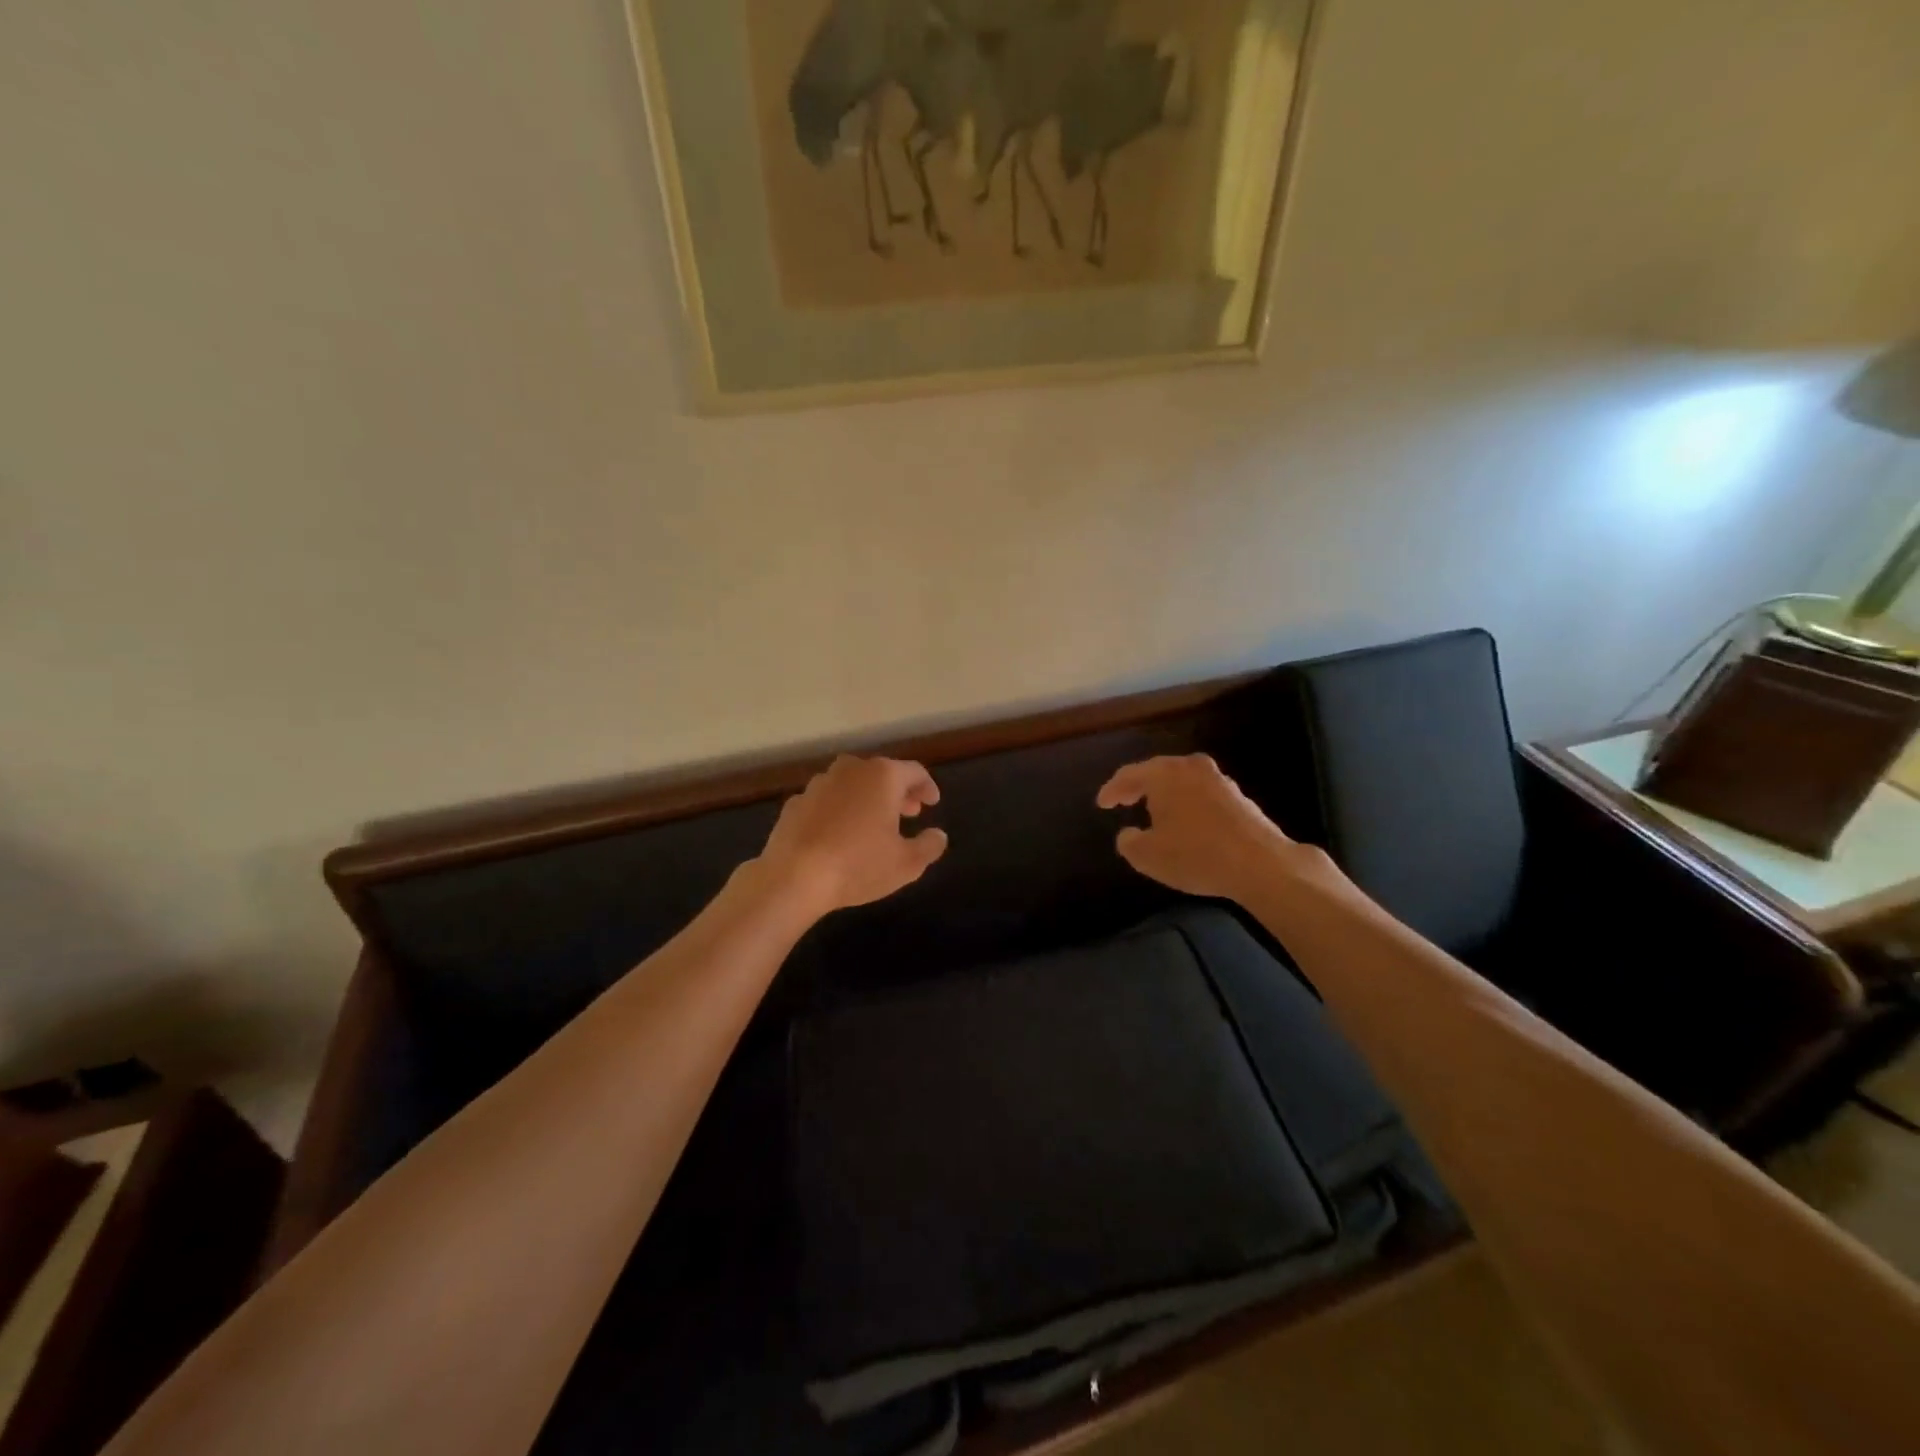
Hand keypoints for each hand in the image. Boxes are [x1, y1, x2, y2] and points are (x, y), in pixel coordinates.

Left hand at [758, 756, 948, 915]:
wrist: (793, 877)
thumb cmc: (858, 865)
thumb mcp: (906, 863)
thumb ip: (929, 846)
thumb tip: (938, 836)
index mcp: (882, 776)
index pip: (914, 771)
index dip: (927, 786)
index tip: (933, 802)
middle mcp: (851, 770)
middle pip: (882, 773)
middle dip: (898, 792)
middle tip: (909, 812)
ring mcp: (819, 784)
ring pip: (852, 783)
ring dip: (867, 798)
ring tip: (874, 822)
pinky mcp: (795, 802)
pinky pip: (827, 800)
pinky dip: (839, 809)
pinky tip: (840, 832)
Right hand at [1096, 754, 1322, 903]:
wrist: (1261, 864)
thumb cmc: (1195, 855)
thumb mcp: (1147, 856)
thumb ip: (1129, 842)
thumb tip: (1128, 834)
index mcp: (1165, 773)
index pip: (1129, 775)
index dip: (1111, 790)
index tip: (1101, 804)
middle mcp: (1191, 767)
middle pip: (1157, 772)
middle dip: (1138, 787)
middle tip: (1123, 800)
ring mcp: (1219, 779)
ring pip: (1182, 782)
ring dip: (1166, 795)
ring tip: (1153, 812)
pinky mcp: (1239, 797)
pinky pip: (1201, 794)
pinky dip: (1187, 804)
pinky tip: (1185, 823)